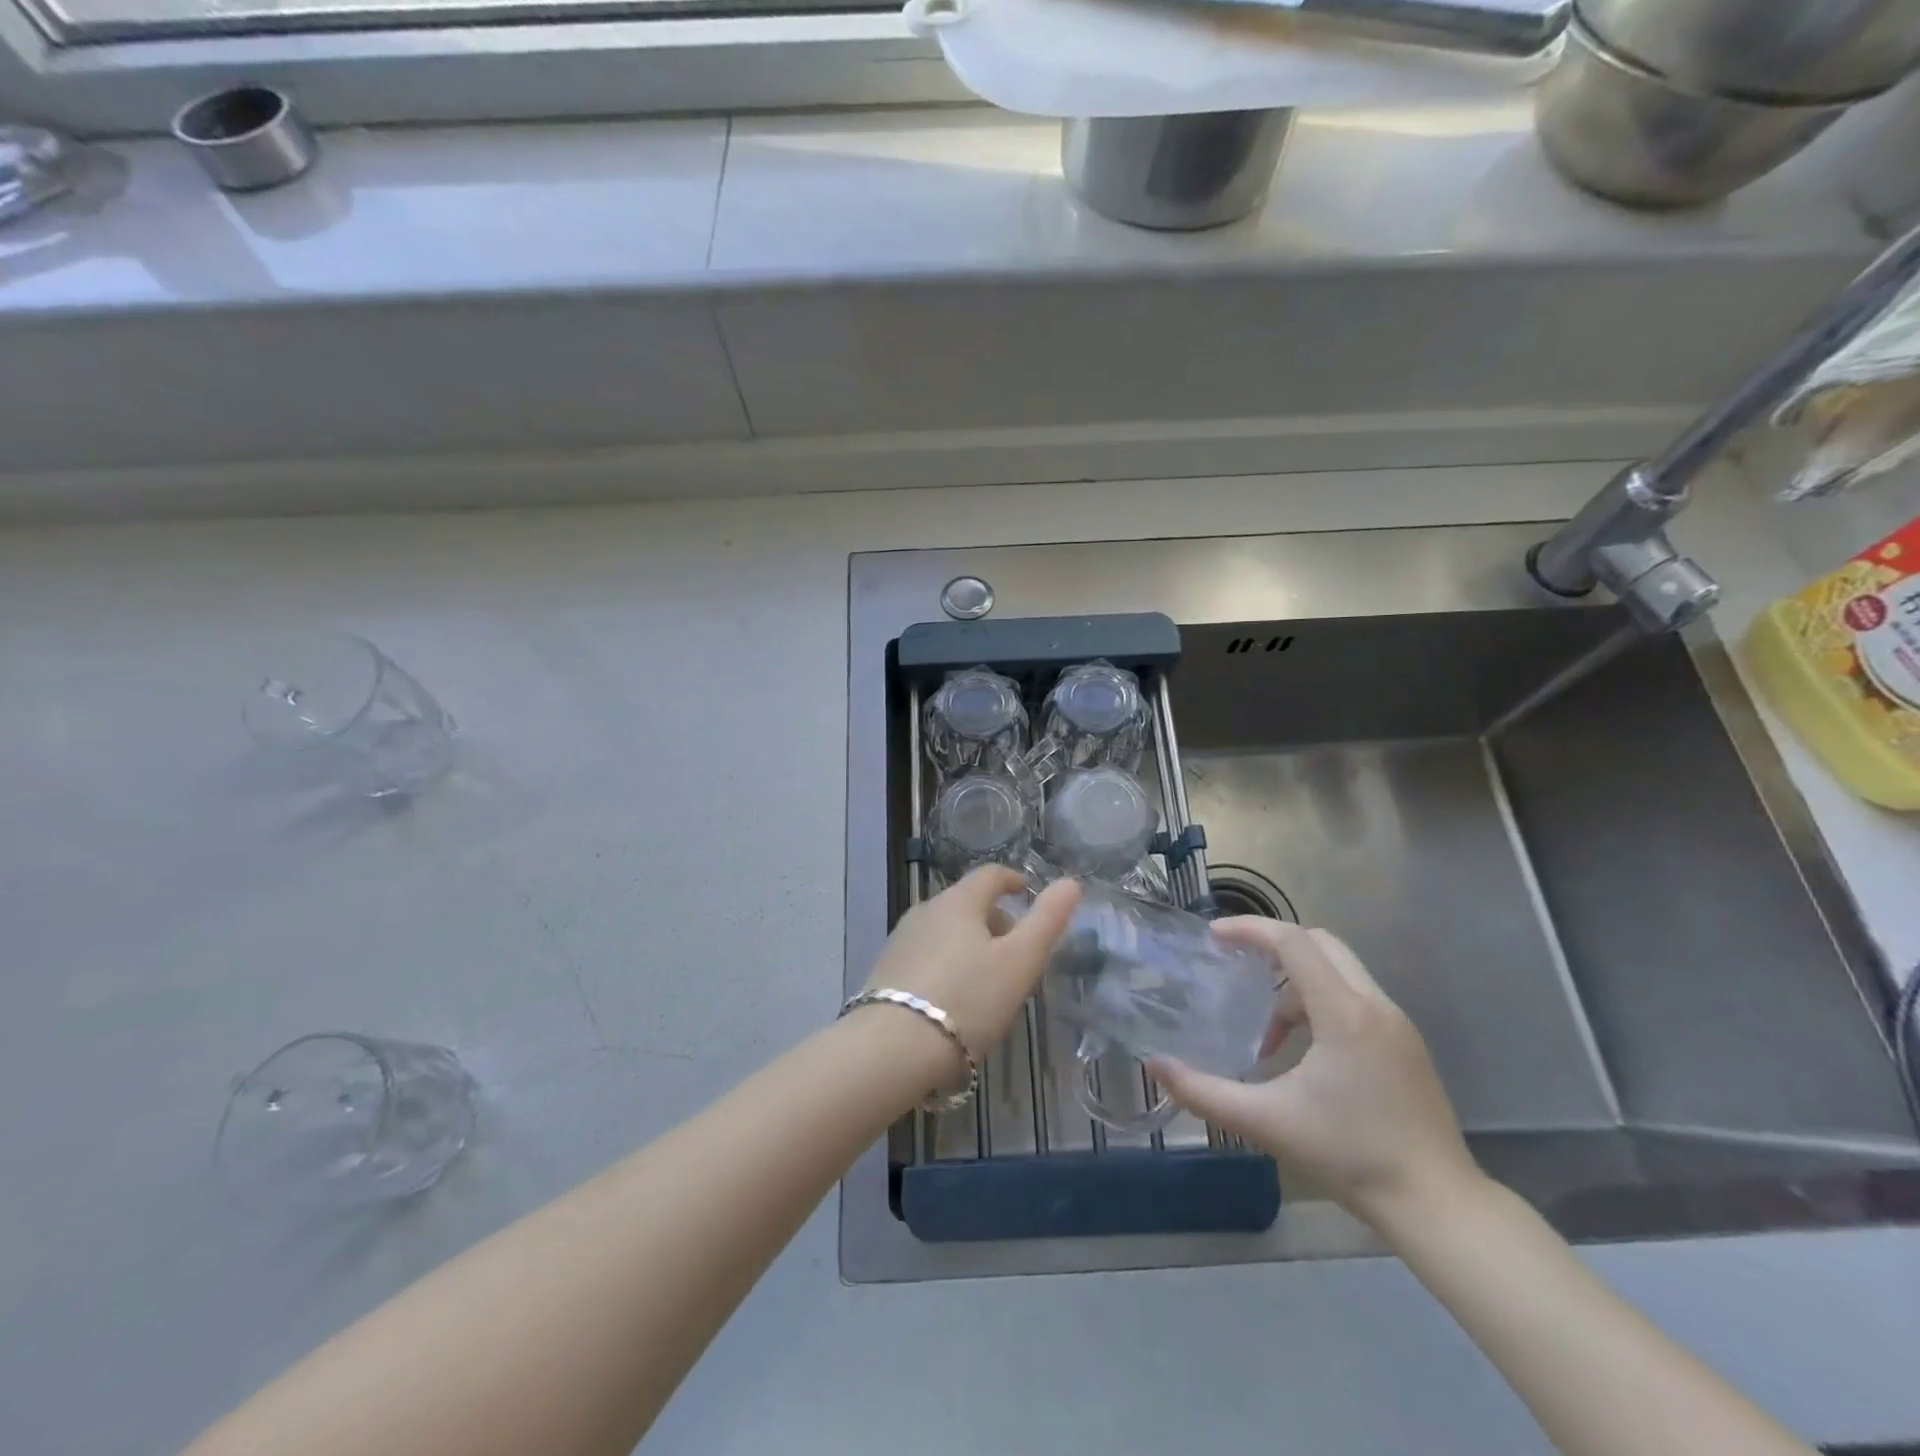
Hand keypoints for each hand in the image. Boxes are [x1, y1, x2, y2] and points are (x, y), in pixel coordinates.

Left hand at [860, 867, 1079, 1077]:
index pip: (990, 875)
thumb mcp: (1020, 962)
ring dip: (970, 943)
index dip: (1012, 880)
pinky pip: (926, 954)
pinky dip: (947, 962)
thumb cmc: (967, 1000)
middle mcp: (925, 910)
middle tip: (1016, 950)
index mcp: (959, 901)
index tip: (1026, 892)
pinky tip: (954, 997)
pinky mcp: (885, 970)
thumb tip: (1071, 883)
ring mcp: (901, 939)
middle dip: (994, 919)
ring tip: (988, 979)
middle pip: (966, 903)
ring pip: (945, 929)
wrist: (892, 1048)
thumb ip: (1047, 920)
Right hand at [1148, 919, 1479, 1231]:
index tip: (1214, 937)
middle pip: (1320, 943)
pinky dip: (1321, 1001)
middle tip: (1235, 963)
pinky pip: (1356, 996)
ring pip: (1340, 970)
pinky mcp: (1406, 1044)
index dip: (1250, 930)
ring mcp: (1397, 1023)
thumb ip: (1204, 1092)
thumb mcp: (1267, 1122)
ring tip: (1267, 1029)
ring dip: (1296, 981)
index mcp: (1344, 1014)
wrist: (1438, 1204)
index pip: (1293, 942)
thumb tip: (1155, 1066)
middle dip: (1273, 945)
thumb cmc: (1350, 1156)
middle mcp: (1375, 1005)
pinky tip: (1304, 1050)